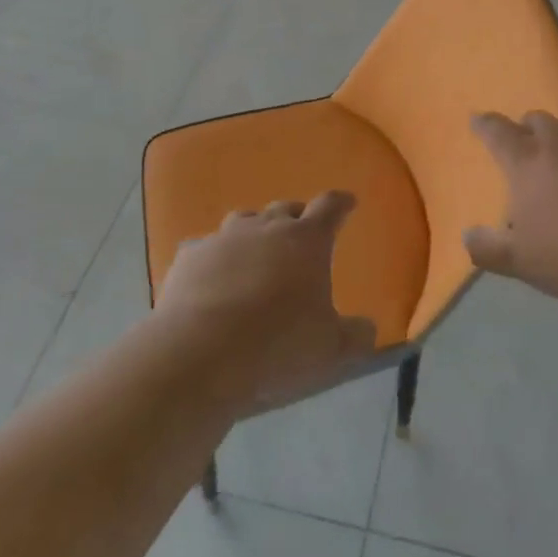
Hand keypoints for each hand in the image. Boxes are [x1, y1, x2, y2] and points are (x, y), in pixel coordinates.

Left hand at [156, 191, 377, 408]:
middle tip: (300, 234)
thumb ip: (355, 336)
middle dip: (296, 217)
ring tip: (255, 253)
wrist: (200, 354)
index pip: (330, 207)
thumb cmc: (277, 345)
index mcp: (307, 240)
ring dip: (254, 232)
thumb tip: (368, 329)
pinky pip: (206, 249)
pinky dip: (214, 259)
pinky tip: (211, 279)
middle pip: (285, 208)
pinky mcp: (190, 258)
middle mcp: (267, 228)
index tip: (348, 202)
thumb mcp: (330, 349)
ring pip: (244, 220)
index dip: (341, 204)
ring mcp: (224, 239)